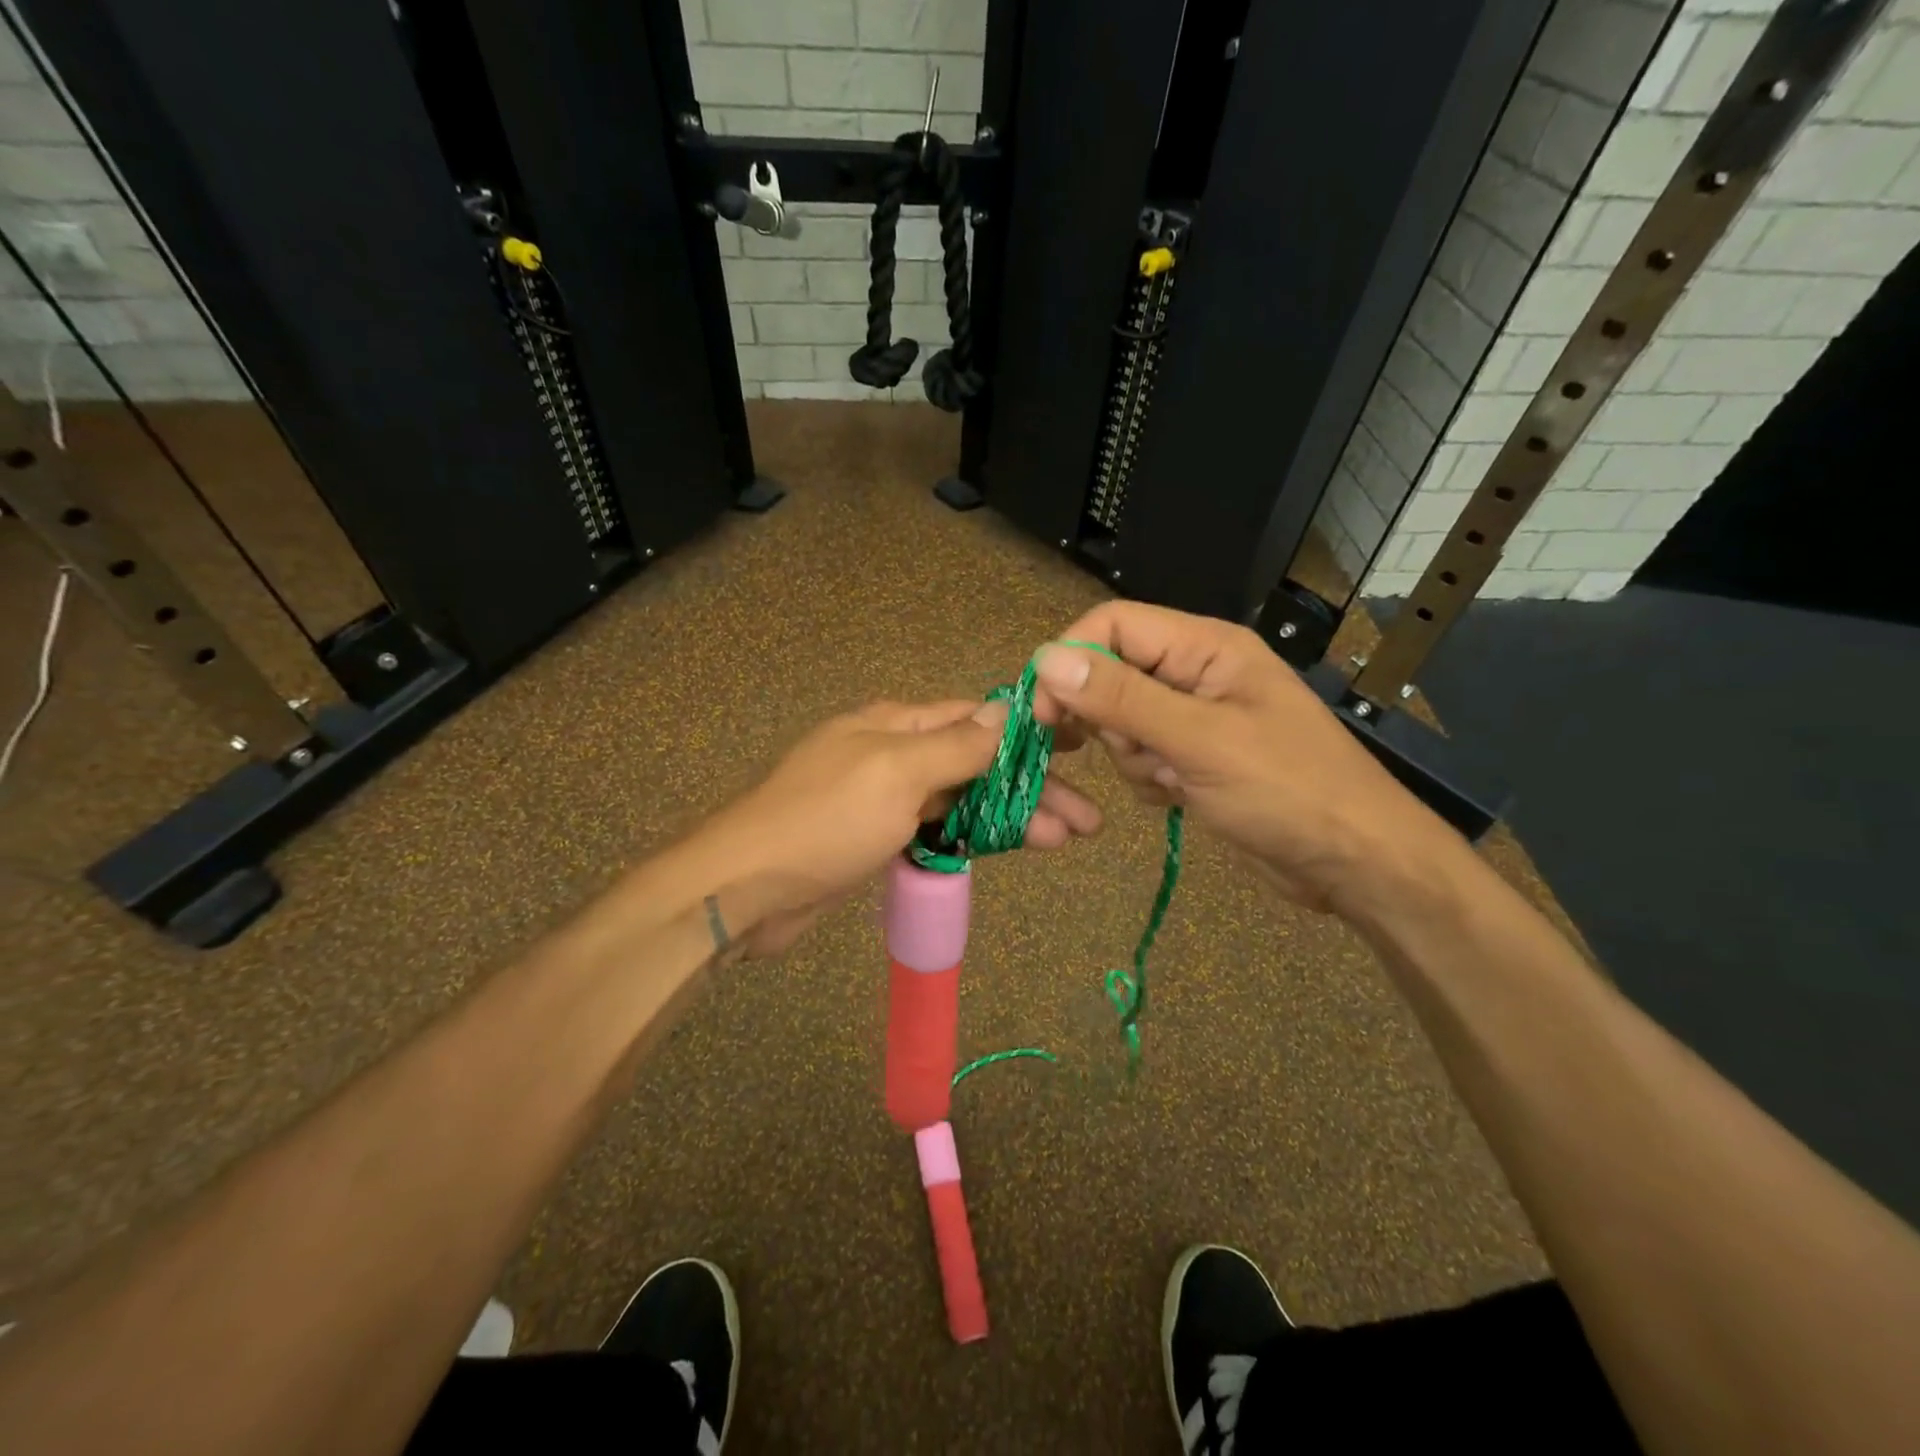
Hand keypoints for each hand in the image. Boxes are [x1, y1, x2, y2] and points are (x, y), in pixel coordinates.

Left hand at [686, 699, 1100, 954]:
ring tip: (1067, 839)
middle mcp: (895, 752)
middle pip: (977, 762)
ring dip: (1013, 816)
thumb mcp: (895, 772)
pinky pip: (940, 829)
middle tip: (1088, 819)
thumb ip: (955, 745)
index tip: (1080, 746)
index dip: (1029, 731)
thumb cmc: (824, 820)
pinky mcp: (880, 838)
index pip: (976, 717)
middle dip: (1032, 786)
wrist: (747, 888)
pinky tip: (1012, 848)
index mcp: (897, 724)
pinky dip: (977, 837)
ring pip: (964, 798)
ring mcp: (887, 798)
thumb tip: (1007, 711)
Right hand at [1029, 602, 1447, 914]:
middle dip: (1108, 721)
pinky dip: (1148, 779)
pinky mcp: (1192, 757)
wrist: (1353, 864)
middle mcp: (1195, 673)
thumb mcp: (1200, 741)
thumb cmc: (1289, 791)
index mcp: (1204, 647)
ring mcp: (1193, 717)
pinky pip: (1140, 756)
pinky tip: (1182, 797)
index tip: (1043, 713)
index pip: (1113, 625)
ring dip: (1132, 756)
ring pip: (1120, 721)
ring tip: (1176, 780)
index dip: (1071, 660)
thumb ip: (1121, 698)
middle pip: (1110, 674)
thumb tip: (1046, 659)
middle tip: (1141, 755)